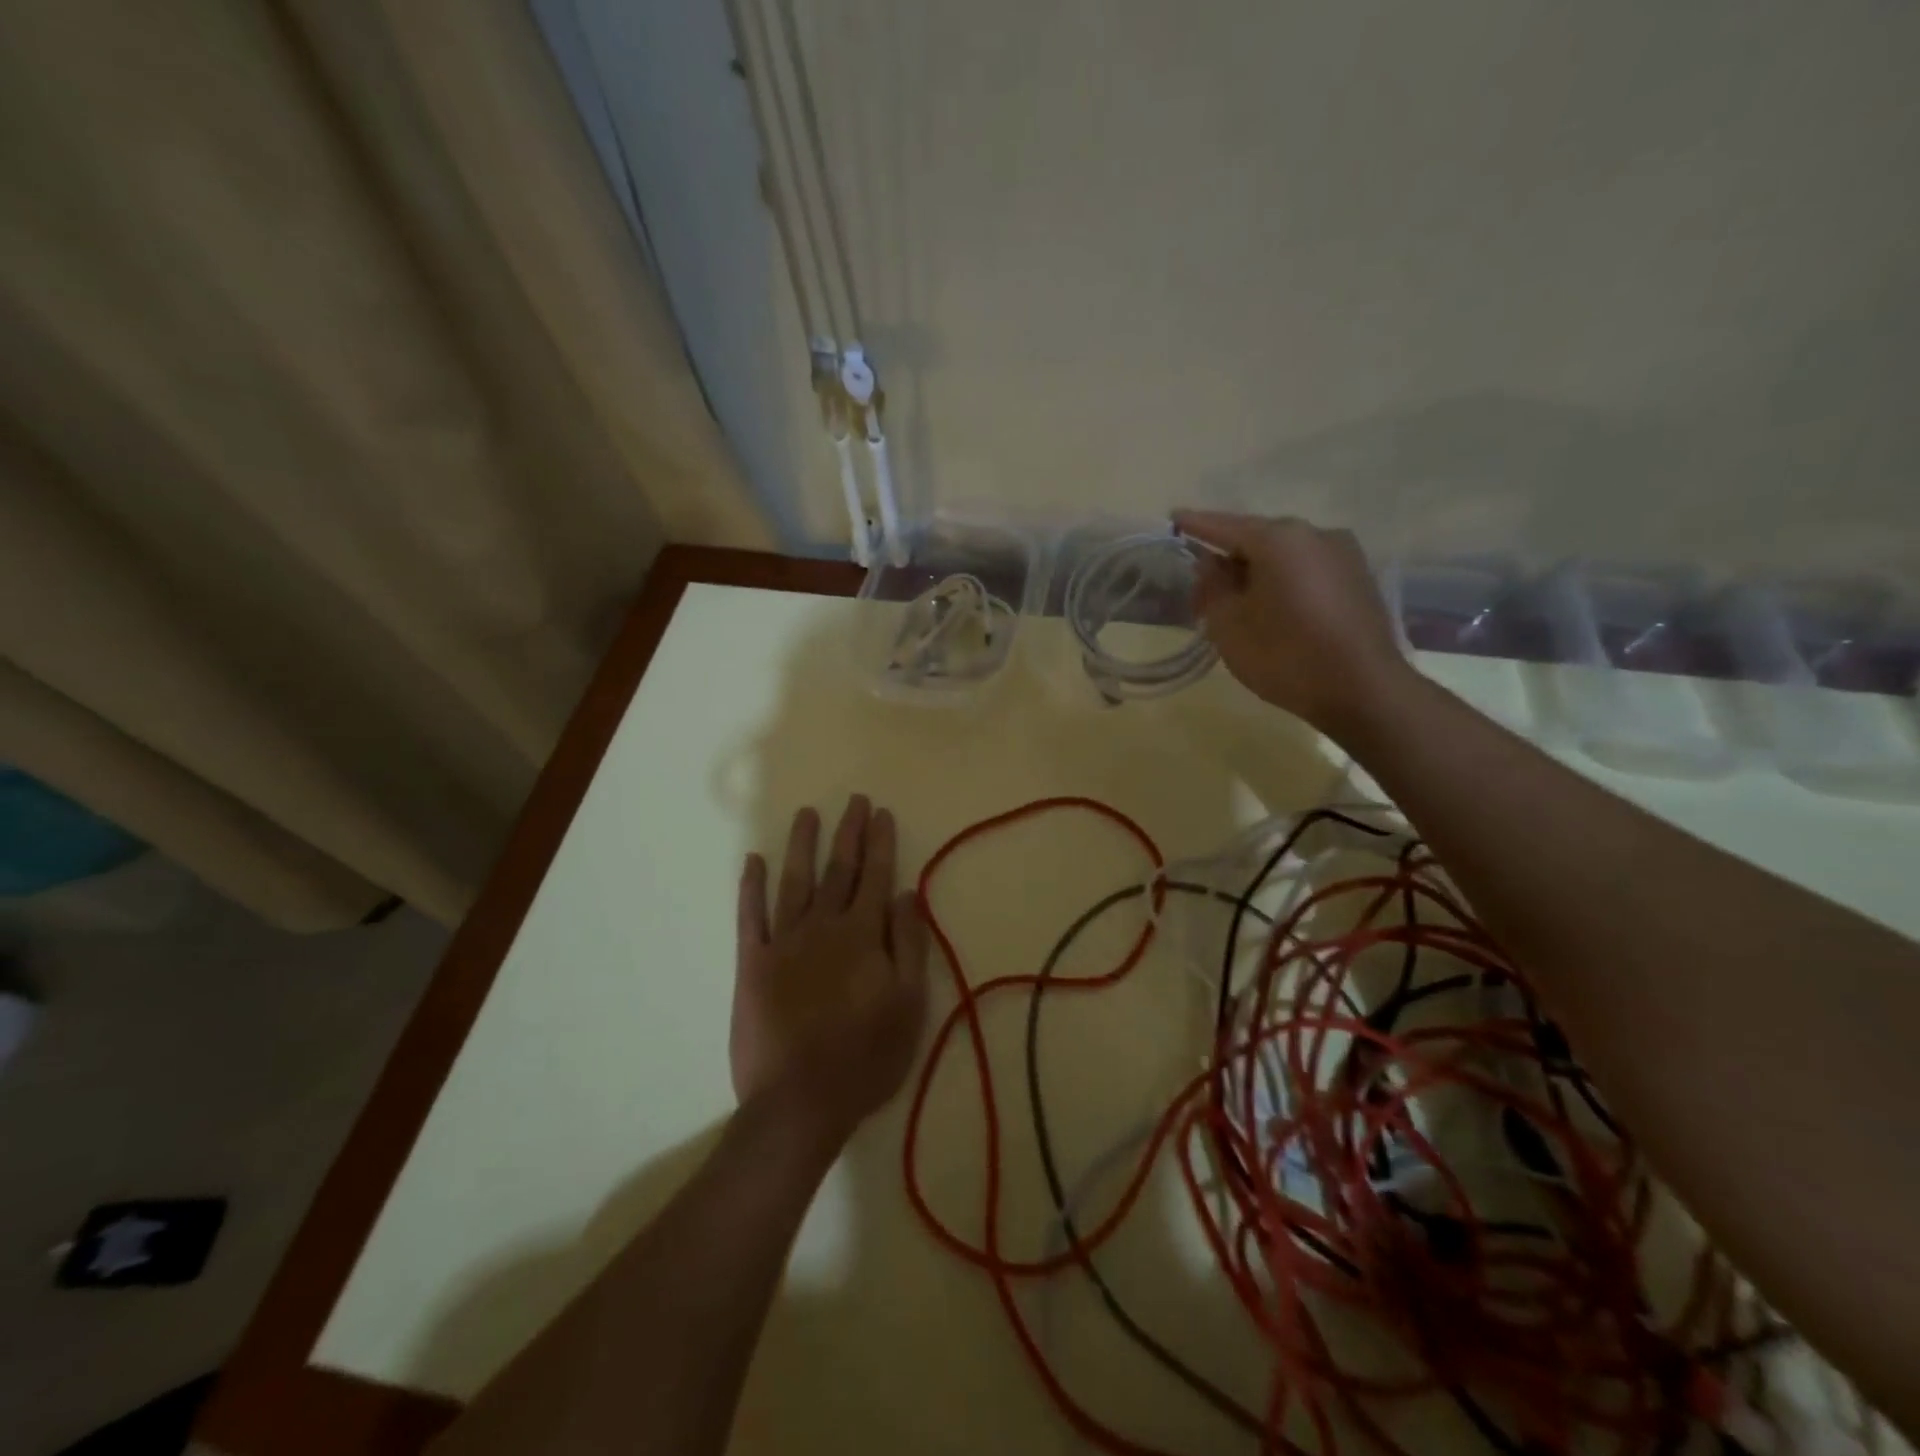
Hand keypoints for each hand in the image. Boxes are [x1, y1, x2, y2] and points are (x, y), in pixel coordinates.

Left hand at [733, 796, 930, 1139]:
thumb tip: (906, 893)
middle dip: (848, 833)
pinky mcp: (751, 965)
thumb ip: (908, 945)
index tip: (882, 813)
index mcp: (862, 936)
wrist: (798, 1103)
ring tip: (806, 814)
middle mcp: (822, 927)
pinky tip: (752, 862)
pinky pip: (749, 917)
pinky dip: (750, 888)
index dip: (880, 843)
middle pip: (838, 870)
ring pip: (794, 882)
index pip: (875, 877)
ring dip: (801, 846)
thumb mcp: (908, 1005)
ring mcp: (782, 943)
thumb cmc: (866, 1058)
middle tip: (854, 800)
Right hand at [1173, 510, 1409, 732]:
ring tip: (1234, 602)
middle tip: (1200, 587)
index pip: (1225, 526)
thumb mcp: (1229, 625)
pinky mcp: (1357, 578)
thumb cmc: (1285, 655)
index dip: (1195, 524)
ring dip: (1256, 572)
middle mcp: (1314, 534)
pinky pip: (1306, 569)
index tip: (1173, 517)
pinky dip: (1282, 581)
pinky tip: (1270, 607)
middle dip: (1227, 557)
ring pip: (1284, 555)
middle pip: (1258, 538)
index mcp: (1279, 538)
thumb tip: (1210, 563)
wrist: (1363, 690)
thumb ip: (1212, 586)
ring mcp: (1343, 554)